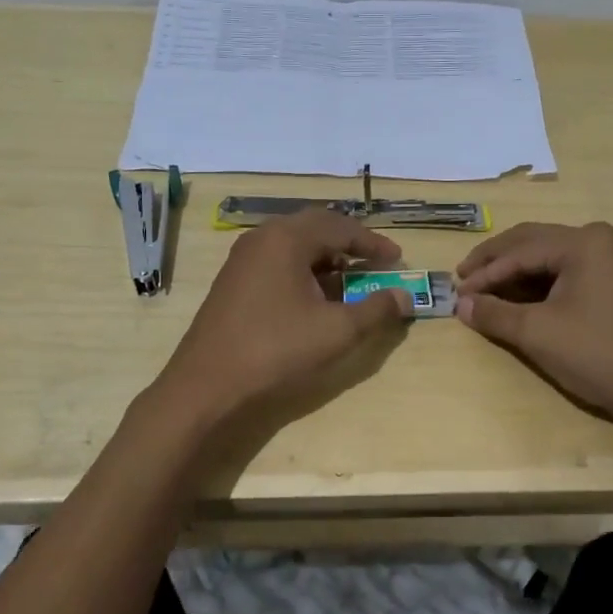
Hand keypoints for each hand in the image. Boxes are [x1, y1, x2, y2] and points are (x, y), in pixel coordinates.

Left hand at [158, 208, 412, 423]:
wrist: (207, 387)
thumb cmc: (277, 351)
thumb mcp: (337, 331)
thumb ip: (376, 309)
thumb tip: (405, 296)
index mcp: (286, 239)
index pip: (340, 227)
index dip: (373, 243)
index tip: (397, 259)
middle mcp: (261, 239)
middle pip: (315, 229)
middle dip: (349, 244)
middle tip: (375, 263)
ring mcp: (242, 261)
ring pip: (294, 247)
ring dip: (326, 259)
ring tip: (350, 282)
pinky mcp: (233, 284)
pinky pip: (277, 264)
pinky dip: (303, 273)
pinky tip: (315, 299)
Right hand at [454, 222, 612, 428]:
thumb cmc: (597, 354)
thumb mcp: (537, 333)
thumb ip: (494, 314)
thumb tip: (460, 304)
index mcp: (584, 242)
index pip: (520, 250)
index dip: (484, 272)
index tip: (456, 292)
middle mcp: (601, 240)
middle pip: (534, 243)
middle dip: (496, 262)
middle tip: (463, 280)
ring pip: (550, 257)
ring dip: (516, 272)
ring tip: (485, 290)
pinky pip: (568, 272)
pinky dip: (539, 284)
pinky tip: (519, 298)